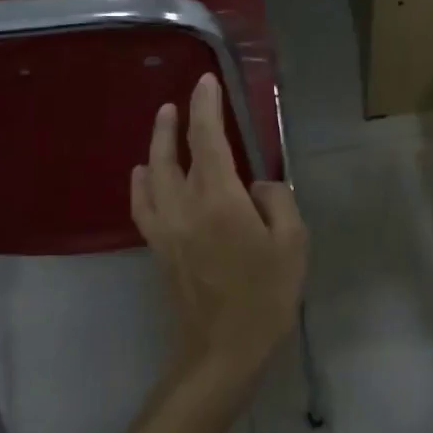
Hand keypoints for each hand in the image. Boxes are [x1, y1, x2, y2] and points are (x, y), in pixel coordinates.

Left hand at [132, 73, 307, 393]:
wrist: (222, 350)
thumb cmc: (266, 295)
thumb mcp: (293, 242)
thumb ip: (276, 200)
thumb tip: (256, 185)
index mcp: (219, 199)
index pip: (208, 139)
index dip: (206, 106)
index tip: (207, 82)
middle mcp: (185, 205)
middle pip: (173, 152)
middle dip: (178, 120)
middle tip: (185, 97)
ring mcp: (166, 227)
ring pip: (152, 174)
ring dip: (157, 144)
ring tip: (163, 121)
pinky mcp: (159, 247)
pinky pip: (143, 204)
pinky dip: (140, 183)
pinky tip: (142, 174)